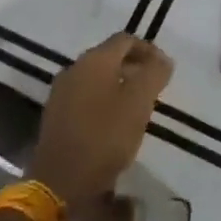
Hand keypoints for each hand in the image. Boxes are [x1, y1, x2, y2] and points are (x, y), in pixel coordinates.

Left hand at [28, 33, 173, 204]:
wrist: (59, 181)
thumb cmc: (104, 137)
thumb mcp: (138, 104)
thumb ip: (154, 75)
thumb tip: (163, 59)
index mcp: (94, 60)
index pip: (125, 40)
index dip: (149, 50)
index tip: (165, 70)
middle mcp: (74, 68)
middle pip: (110, 56)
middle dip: (134, 67)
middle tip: (154, 88)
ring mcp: (61, 91)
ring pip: (97, 77)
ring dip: (119, 84)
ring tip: (137, 106)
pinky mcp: (55, 114)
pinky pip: (85, 95)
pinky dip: (103, 99)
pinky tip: (113, 122)